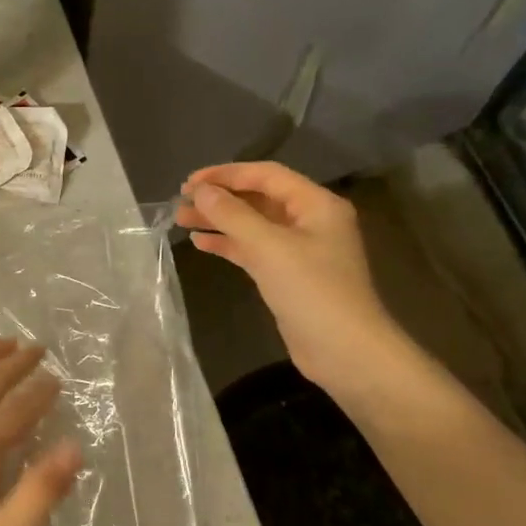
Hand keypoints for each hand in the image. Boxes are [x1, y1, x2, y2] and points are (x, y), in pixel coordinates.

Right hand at [175, 161, 407, 400]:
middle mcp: (310, 221)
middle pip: (258, 199)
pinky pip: (254, 250)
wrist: (344, 351)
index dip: (226, 174)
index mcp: (316, 204)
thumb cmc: (312, 291)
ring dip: (220, 221)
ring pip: (253, 225)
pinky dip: (229, 245)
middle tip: (181, 201)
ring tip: (182, 220)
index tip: (190, 182)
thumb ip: (232, 215)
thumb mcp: (268, 247)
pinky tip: (201, 243)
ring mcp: (300, 250)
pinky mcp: (288, 275)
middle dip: (220, 198)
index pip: (266, 175)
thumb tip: (201, 191)